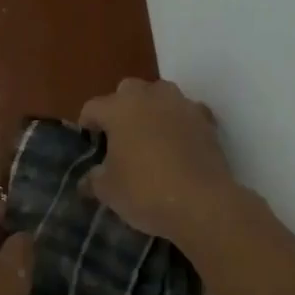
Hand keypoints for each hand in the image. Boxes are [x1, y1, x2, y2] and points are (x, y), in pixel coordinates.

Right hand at [79, 78, 241, 242]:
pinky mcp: (206, 120)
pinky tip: (178, 146)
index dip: (87, 126)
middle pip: (127, 91)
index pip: (93, 107)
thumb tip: (88, 178)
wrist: (203, 204)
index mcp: (119, 108)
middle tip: (119, 139)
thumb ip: (93, 179)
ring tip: (150, 138)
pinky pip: (186, 113)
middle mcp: (150, 96)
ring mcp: (182, 105)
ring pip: (160, 96)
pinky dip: (179, 123)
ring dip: (151, 110)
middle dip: (120, 109)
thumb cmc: (145, 192)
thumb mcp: (108, 191)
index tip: (89, 146)